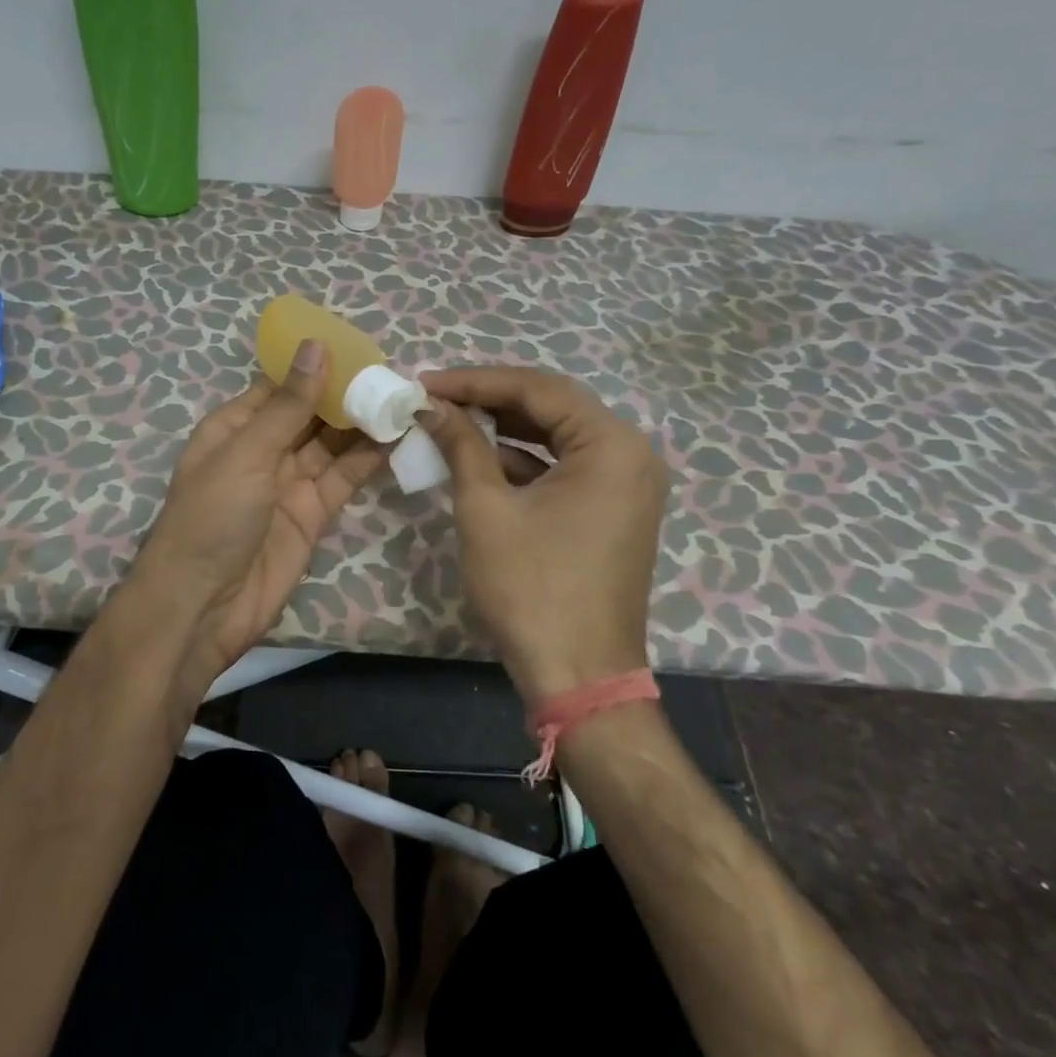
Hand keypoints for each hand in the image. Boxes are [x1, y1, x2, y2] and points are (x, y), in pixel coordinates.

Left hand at [126, 340, 388, 690]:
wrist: (204, 606)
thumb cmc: (212, 517)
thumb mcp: (247, 453)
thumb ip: (288, 405)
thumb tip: (316, 346)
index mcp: (235, 427)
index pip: (279, 386)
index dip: (315, 366)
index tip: (358, 346)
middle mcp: (263, 450)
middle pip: (309, 413)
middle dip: (345, 394)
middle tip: (392, 371)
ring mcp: (289, 483)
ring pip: (331, 444)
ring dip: (362, 423)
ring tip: (403, 396)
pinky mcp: (312, 514)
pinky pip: (343, 478)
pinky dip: (368, 459)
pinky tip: (396, 435)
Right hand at [416, 367, 667, 703]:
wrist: (578, 676)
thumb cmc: (531, 588)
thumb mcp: (485, 508)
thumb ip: (461, 444)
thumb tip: (431, 405)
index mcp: (611, 444)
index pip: (536, 389)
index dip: (474, 381)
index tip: (424, 381)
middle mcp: (631, 453)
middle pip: (551, 405)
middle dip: (489, 399)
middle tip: (436, 396)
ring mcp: (627, 483)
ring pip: (557, 435)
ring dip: (504, 427)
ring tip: (449, 419)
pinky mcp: (615, 508)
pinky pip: (566, 466)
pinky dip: (523, 459)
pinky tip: (480, 457)